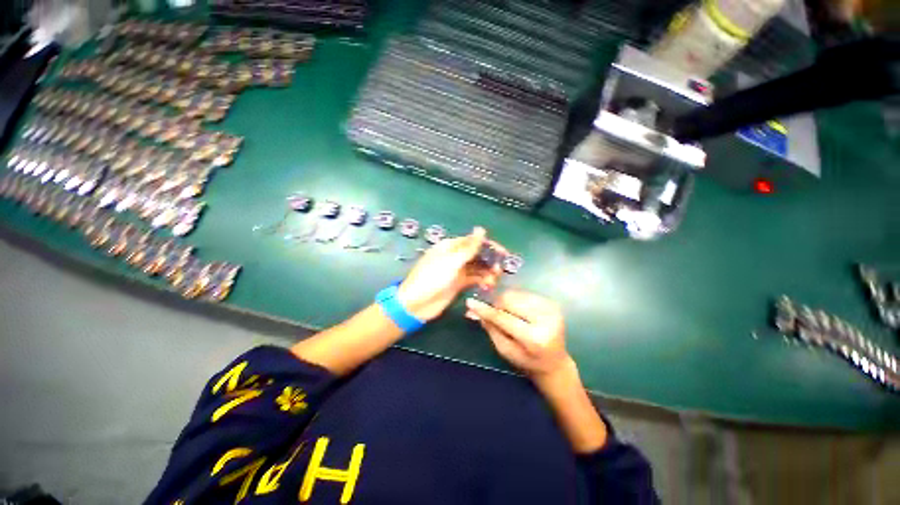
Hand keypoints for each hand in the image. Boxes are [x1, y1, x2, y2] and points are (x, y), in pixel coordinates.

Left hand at [397, 227, 501, 320]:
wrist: (416, 304)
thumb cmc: (432, 278)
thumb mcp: (451, 261)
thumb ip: (469, 247)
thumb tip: (481, 229)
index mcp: (450, 246)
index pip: (473, 241)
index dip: (489, 246)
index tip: (503, 253)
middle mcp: (455, 256)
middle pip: (477, 254)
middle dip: (490, 260)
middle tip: (500, 270)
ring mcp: (457, 270)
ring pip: (477, 267)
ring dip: (487, 271)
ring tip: (494, 280)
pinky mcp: (458, 283)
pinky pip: (474, 278)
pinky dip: (482, 280)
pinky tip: (488, 285)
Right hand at [465, 291, 571, 381]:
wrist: (555, 362)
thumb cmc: (527, 361)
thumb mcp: (505, 350)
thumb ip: (491, 329)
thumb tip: (473, 310)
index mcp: (534, 338)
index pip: (504, 318)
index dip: (485, 309)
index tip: (470, 302)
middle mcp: (545, 319)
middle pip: (510, 300)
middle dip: (496, 303)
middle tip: (490, 311)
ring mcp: (550, 308)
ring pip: (516, 294)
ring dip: (505, 301)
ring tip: (507, 313)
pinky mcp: (552, 302)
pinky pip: (524, 293)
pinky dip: (515, 299)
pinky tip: (517, 311)